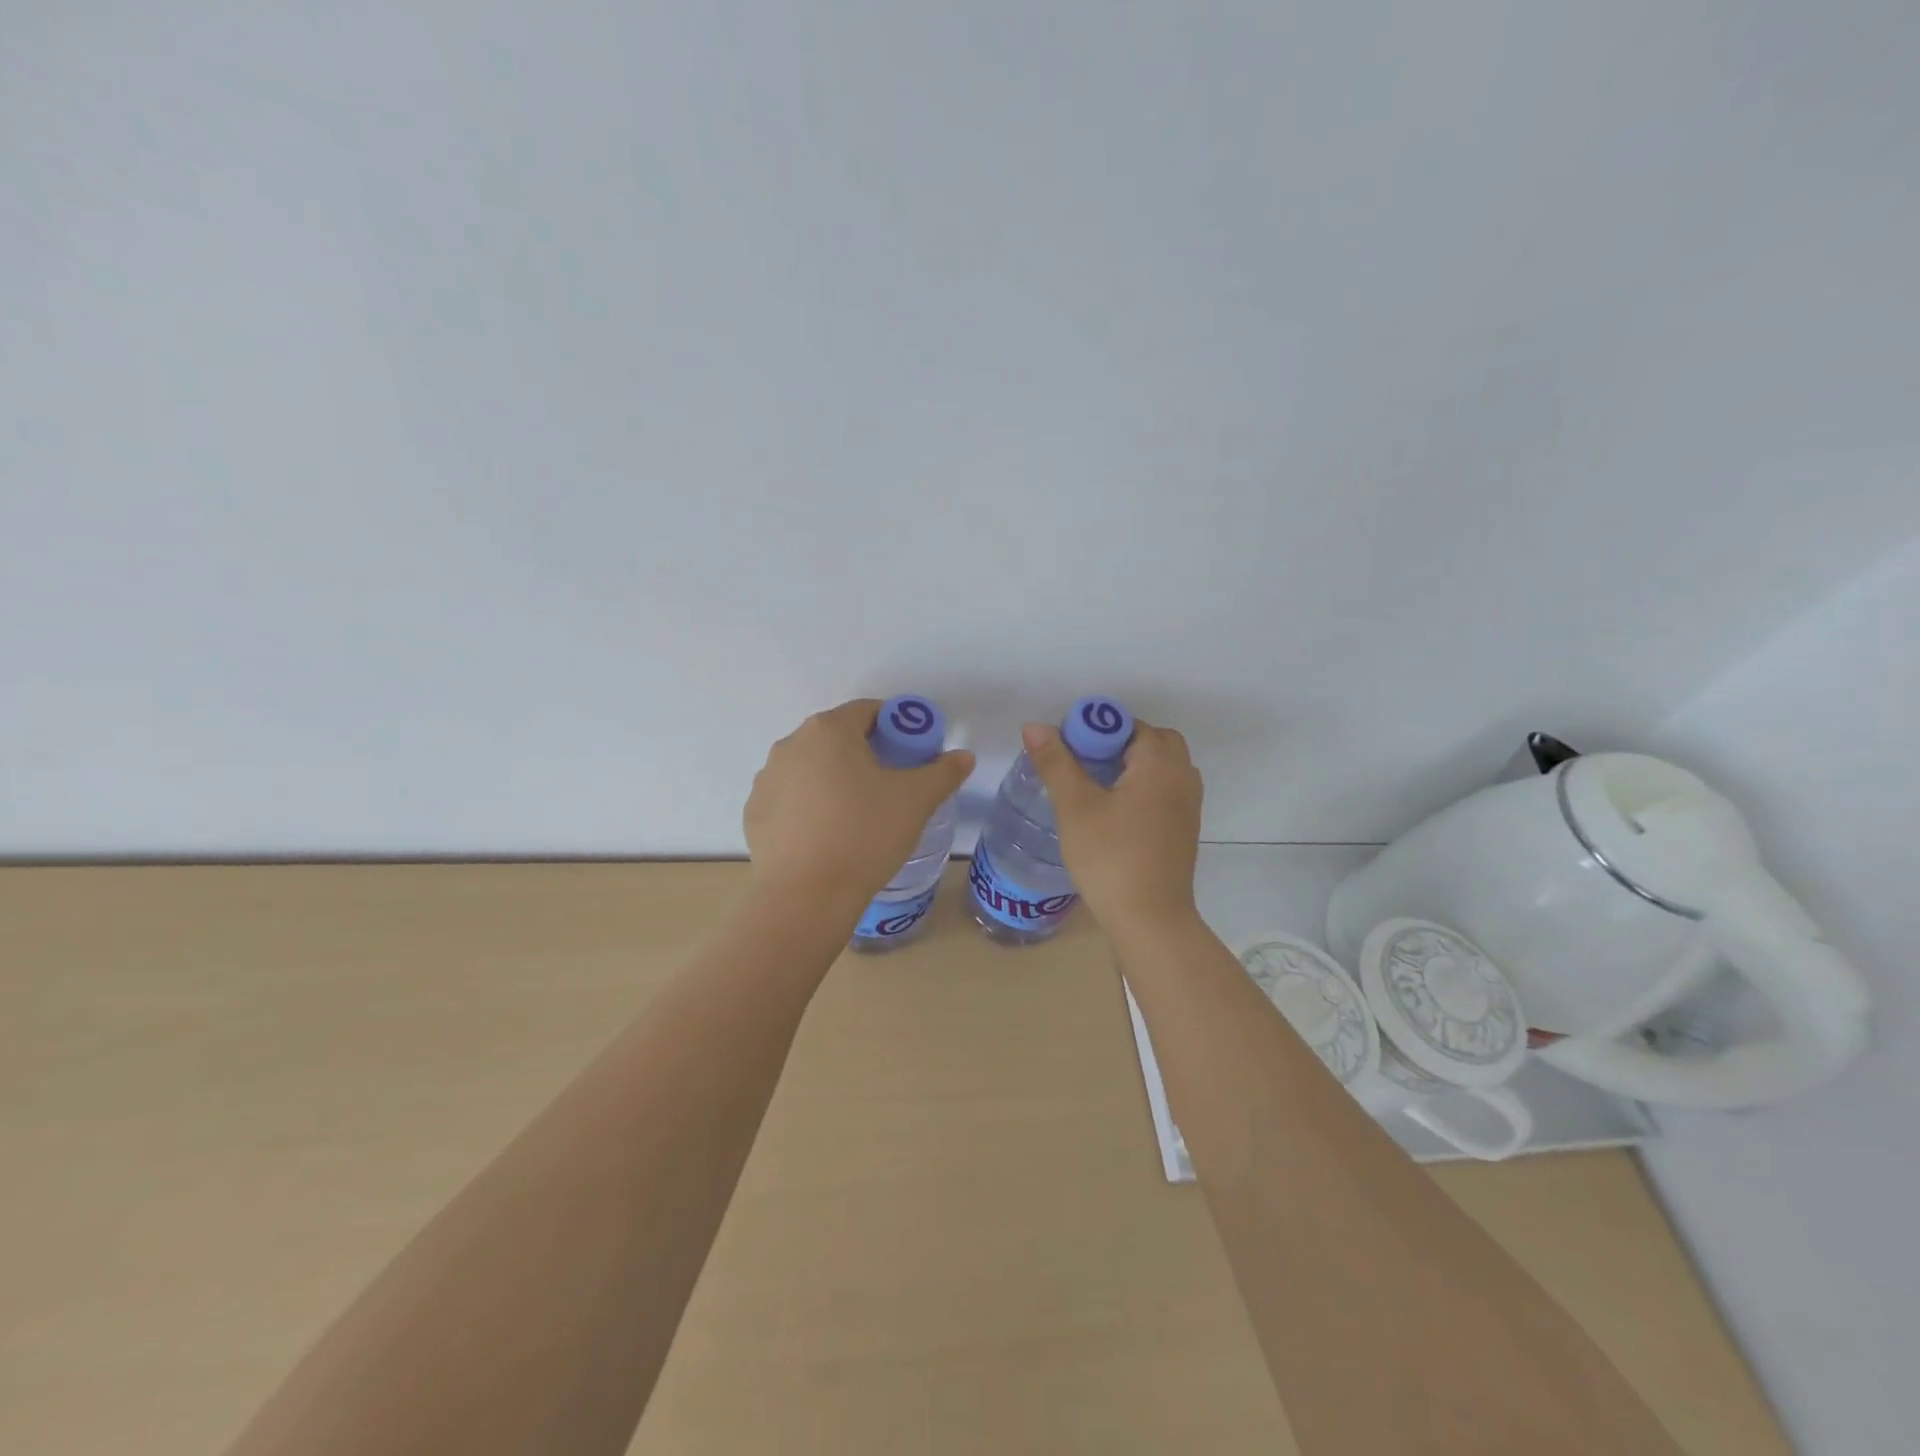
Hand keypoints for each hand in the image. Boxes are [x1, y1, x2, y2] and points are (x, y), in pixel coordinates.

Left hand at [745, 699, 974, 910]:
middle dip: (865, 754)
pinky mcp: (754, 813)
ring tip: (857, 816)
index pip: (868, 711)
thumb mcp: (916, 801)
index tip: (911, 755)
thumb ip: (943, 772)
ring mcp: (767, 779)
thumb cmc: (865, 835)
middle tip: (890, 787)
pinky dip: (809, 806)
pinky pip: (790, 798)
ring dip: (834, 779)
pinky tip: (826, 836)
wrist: (806, 897)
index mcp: (829, 730)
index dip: (895, 727)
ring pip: (811, 768)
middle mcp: (791, 744)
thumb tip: (963, 756)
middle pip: (837, 737)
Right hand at [1022, 718, 1202, 935]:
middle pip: (1153, 740)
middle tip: (1084, 762)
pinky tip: (1114, 809)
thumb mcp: (1075, 807)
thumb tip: (1035, 727)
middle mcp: (1182, 777)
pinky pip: (1165, 789)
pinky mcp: (1184, 828)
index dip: (1096, 728)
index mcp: (1160, 765)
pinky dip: (1143, 785)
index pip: (1129, 725)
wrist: (1150, 920)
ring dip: (1132, 763)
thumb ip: (1056, 763)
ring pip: (1162, 766)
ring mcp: (1188, 805)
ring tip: (1095, 784)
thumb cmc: (1111, 858)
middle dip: (1118, 742)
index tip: (1068, 747)